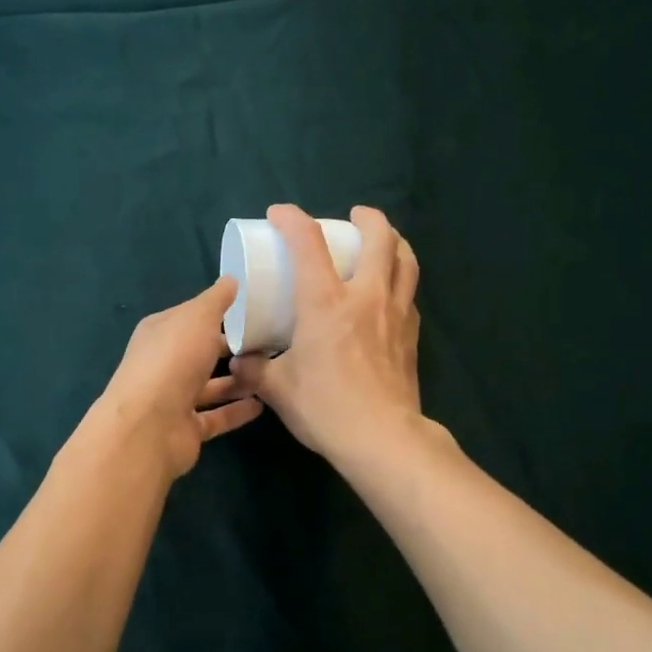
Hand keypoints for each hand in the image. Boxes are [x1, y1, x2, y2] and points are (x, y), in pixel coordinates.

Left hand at [88, 277, 263, 480]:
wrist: (150, 426)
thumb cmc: (173, 360)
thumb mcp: (198, 318)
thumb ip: (216, 300)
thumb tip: (231, 279)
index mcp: (160, 332)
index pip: (191, 317)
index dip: (217, 313)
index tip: (251, 311)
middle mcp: (163, 364)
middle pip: (200, 353)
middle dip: (230, 349)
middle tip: (268, 344)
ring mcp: (172, 399)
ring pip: (209, 386)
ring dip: (237, 381)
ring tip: (269, 373)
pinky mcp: (185, 428)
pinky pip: (216, 417)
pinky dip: (236, 411)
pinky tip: (262, 404)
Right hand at [229, 205, 423, 466]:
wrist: (382, 438)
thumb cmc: (325, 407)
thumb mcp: (277, 389)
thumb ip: (255, 369)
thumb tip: (240, 360)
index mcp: (326, 303)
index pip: (309, 244)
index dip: (292, 219)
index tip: (280, 214)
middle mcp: (366, 297)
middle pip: (379, 239)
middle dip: (367, 218)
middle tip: (354, 216)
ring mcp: (396, 314)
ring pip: (406, 261)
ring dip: (395, 242)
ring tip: (383, 240)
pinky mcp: (411, 336)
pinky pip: (410, 294)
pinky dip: (400, 280)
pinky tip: (391, 292)